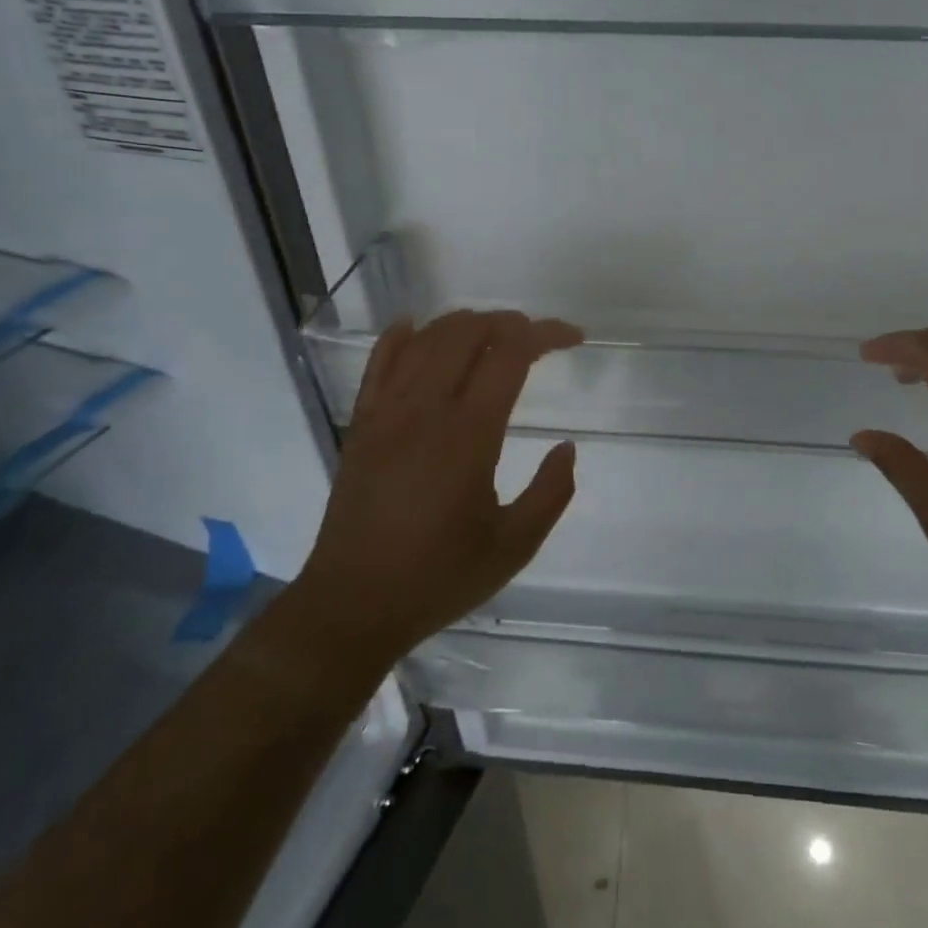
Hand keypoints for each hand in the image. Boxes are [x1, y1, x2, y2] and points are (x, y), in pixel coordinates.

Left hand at [294, 310, 583, 656]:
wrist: (352, 605)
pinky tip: (415, 327)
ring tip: (493, 333)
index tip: (574, 338)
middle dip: (508, 322)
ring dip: (465, 324)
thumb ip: (551, 493)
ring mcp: (387, 412)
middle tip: (536, 337)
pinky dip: (401, 336)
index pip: (511, 355)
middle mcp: (426, 409)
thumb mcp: (514, 546)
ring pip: (426, 339)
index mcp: (469, 434)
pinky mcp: (362, 423)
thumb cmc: (439, 577)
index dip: (546, 334)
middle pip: (468, 333)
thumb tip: (567, 448)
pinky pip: (379, 362)